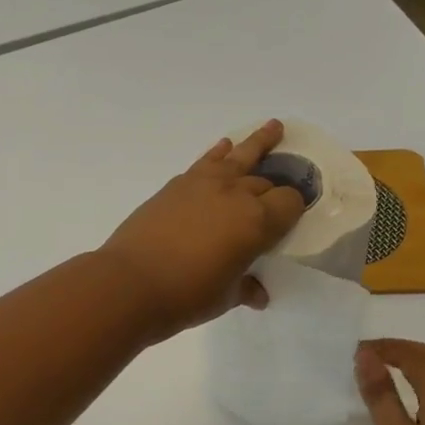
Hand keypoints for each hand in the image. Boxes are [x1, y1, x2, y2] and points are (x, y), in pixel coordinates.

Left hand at [99, 120, 307, 339]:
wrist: (129, 283)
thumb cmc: (186, 296)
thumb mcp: (225, 297)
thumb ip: (246, 288)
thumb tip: (258, 294)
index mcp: (257, 222)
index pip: (291, 203)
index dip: (295, 210)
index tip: (293, 219)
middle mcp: (236, 194)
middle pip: (266, 182)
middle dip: (275, 189)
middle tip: (278, 198)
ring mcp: (204, 184)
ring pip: (240, 155)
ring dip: (259, 141)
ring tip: (274, 127)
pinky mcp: (177, 184)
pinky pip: (207, 160)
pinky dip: (219, 153)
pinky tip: (224, 147)